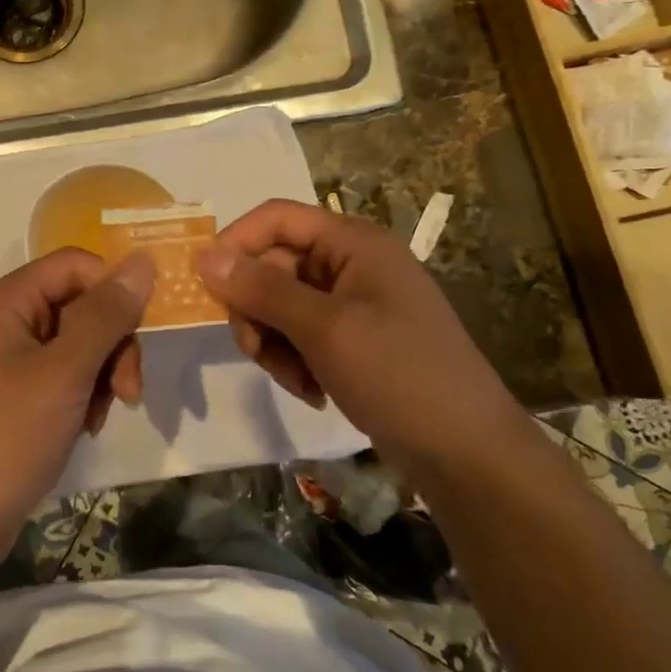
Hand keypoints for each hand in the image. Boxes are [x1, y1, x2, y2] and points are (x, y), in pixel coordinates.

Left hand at [0, 249, 154, 558]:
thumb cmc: (5, 440)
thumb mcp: (64, 373)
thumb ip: (105, 315)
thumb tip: (142, 261)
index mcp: (2, 302)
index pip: (74, 265)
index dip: (113, 292)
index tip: (140, 337)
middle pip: (76, 304)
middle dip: (110, 344)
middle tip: (127, 392)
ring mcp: (0, 359)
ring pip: (74, 342)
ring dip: (99, 374)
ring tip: (96, 417)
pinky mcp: (7, 393)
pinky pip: (57, 374)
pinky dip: (79, 394)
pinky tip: (83, 427)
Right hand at [195, 200, 521, 466]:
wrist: (467, 453)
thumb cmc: (399, 374)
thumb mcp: (324, 328)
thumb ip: (262, 288)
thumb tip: (204, 256)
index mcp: (353, 243)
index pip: (277, 218)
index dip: (236, 243)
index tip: (204, 284)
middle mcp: (351, 264)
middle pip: (273, 265)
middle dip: (256, 309)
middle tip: (254, 349)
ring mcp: (353, 305)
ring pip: (280, 305)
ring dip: (273, 342)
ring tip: (295, 379)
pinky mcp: (352, 341)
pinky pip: (300, 336)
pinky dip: (294, 361)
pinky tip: (312, 391)